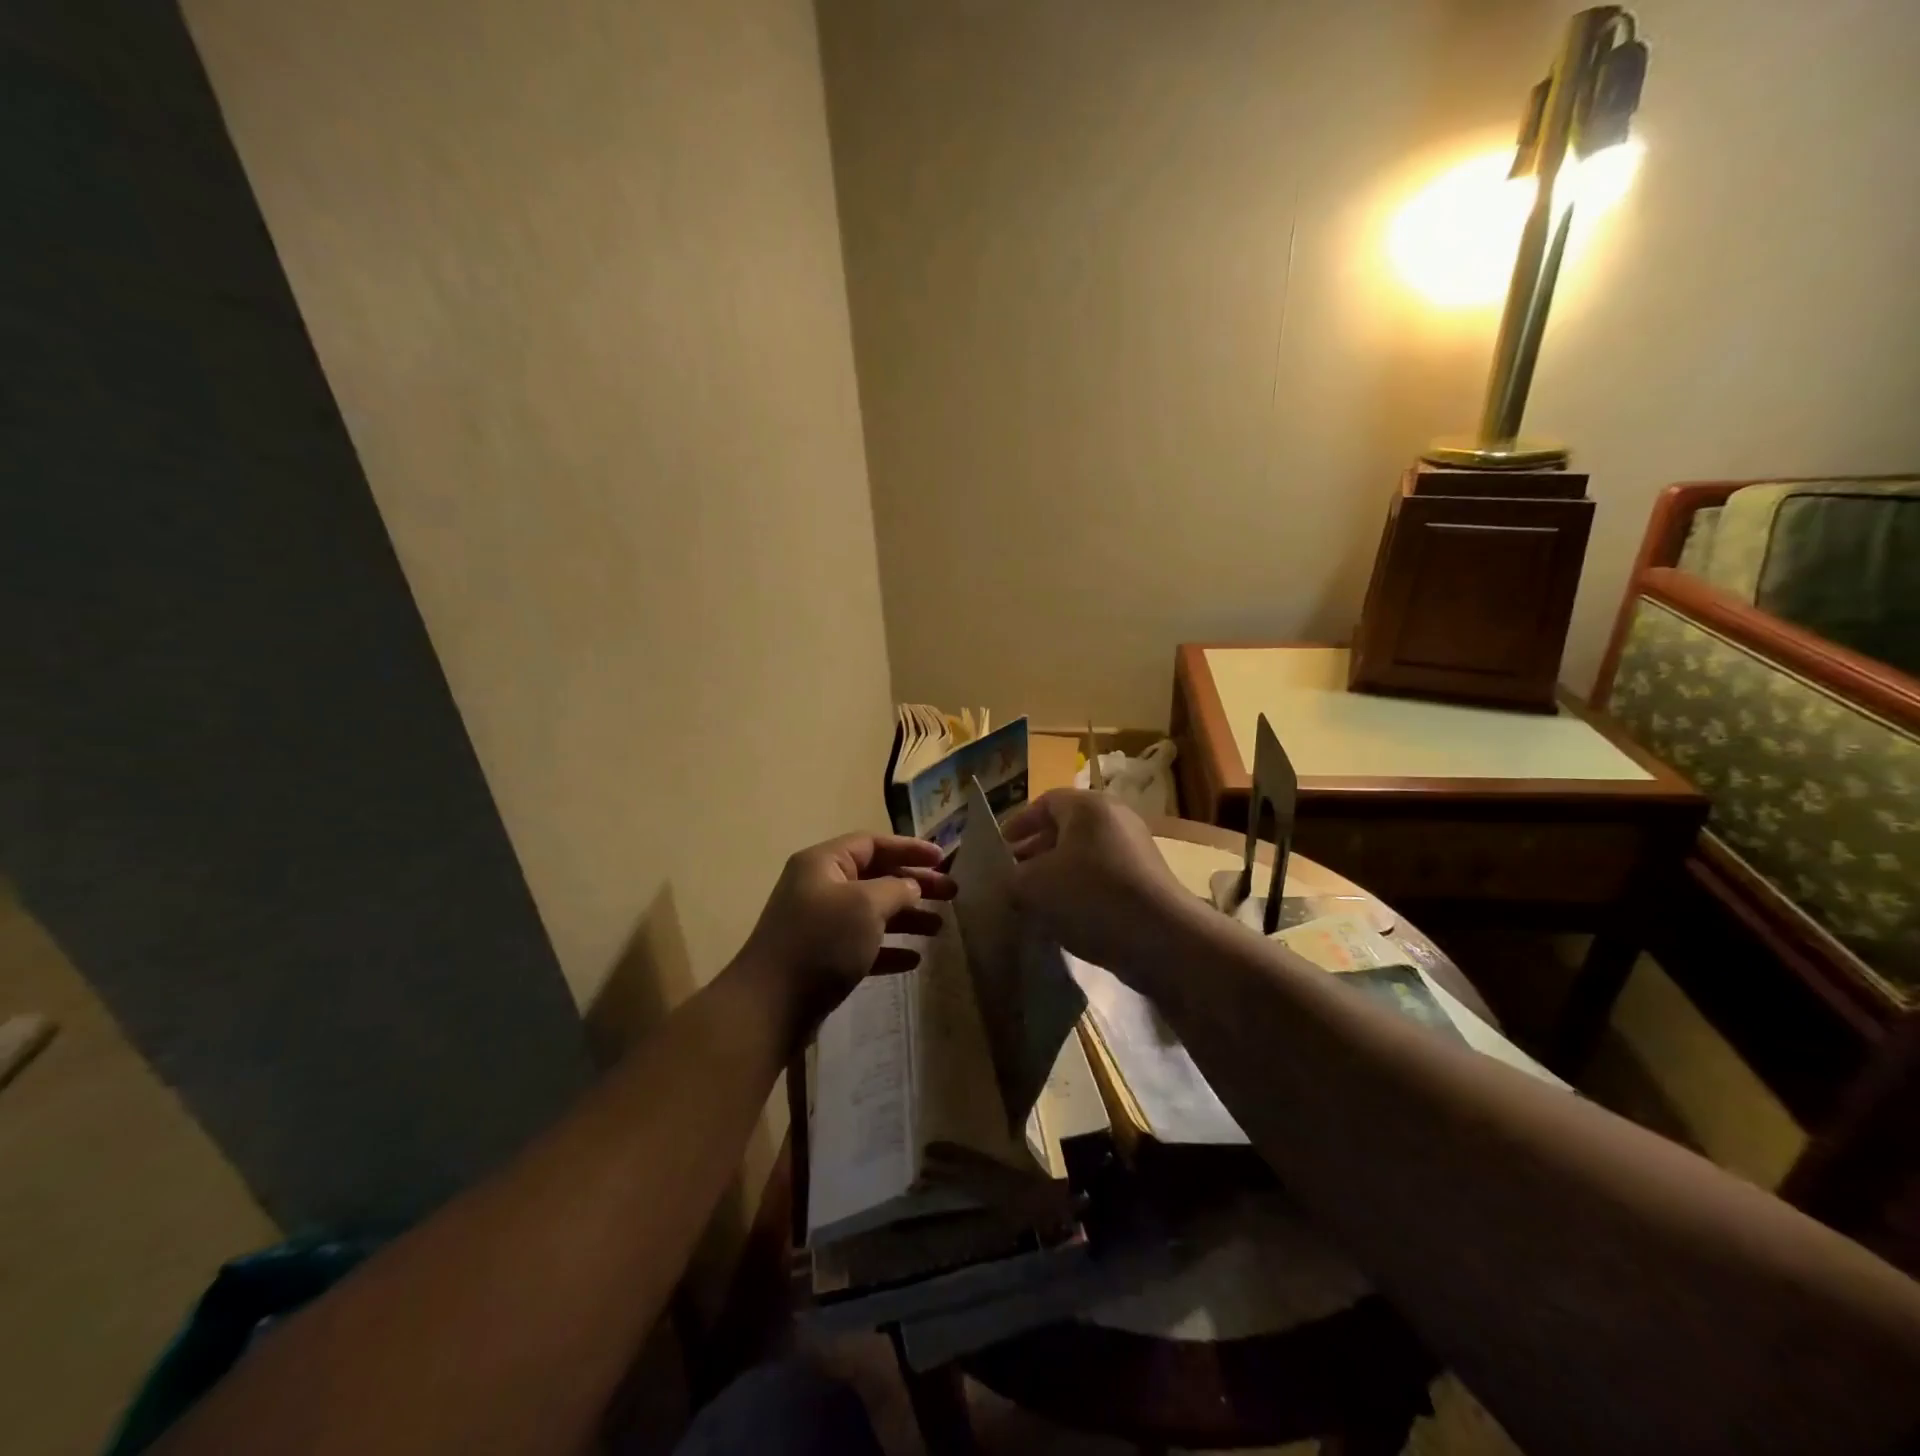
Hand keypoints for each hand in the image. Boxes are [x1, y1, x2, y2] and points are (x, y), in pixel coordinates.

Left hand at [736, 832, 954, 1032]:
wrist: (769, 1007)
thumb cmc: (820, 942)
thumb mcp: (866, 905)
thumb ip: (896, 889)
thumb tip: (910, 887)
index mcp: (824, 863)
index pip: (873, 843)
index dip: (909, 849)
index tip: (942, 859)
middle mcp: (820, 887)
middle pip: (876, 877)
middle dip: (914, 885)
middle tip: (951, 894)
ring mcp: (820, 925)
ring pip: (872, 912)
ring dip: (906, 917)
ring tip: (939, 928)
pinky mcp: (822, 959)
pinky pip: (863, 945)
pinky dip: (888, 948)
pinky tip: (914, 960)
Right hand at [1003, 789, 1194, 976]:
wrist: (1161, 938)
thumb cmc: (1090, 896)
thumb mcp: (1033, 886)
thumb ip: (1011, 877)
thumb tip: (1011, 880)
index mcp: (1087, 806)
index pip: (1044, 802)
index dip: (1017, 825)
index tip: (1000, 850)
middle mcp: (1115, 818)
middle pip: (1065, 828)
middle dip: (1035, 851)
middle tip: (1013, 876)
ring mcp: (1135, 848)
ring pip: (1084, 854)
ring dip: (1057, 874)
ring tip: (1036, 901)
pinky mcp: (1147, 879)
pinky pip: (1103, 876)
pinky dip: (1081, 889)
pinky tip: (1067, 917)